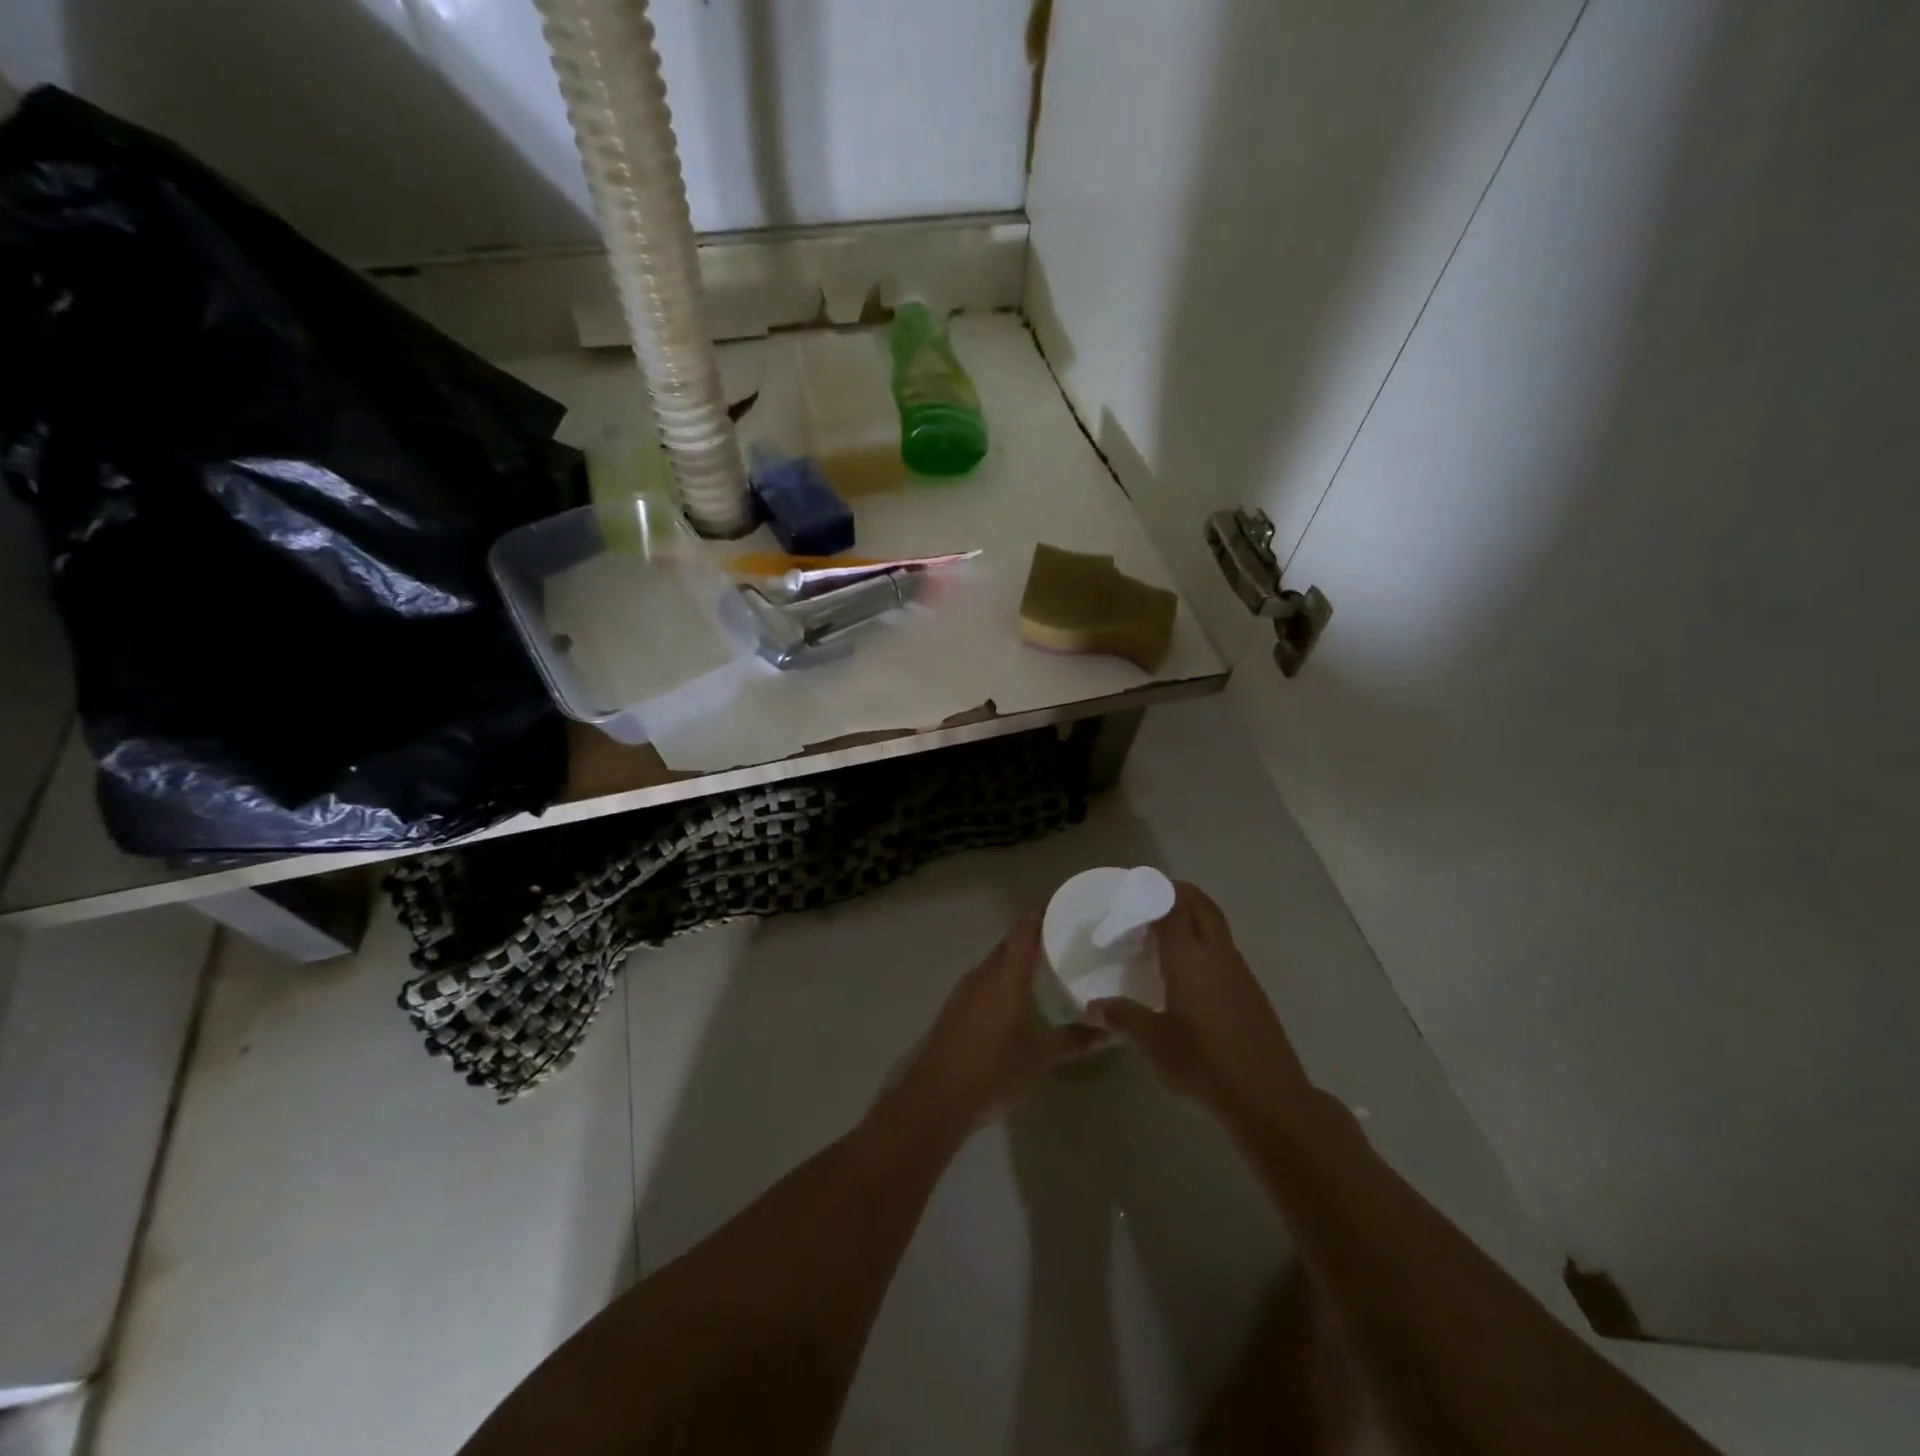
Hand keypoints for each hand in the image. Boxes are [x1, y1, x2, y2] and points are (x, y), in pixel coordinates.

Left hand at [882, 917, 1107, 1139]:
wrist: (935, 1100)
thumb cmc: (993, 1071)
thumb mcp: (1040, 1058)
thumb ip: (1073, 1041)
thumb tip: (1108, 1031)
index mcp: (1005, 975)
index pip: (1025, 929)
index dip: (1043, 913)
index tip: (1066, 907)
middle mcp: (983, 975)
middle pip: (1010, 945)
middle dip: (1034, 939)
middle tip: (1065, 943)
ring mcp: (964, 992)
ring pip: (995, 964)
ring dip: (1016, 963)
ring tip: (1046, 970)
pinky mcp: (954, 1010)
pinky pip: (983, 983)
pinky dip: (1002, 982)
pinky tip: (1017, 1001)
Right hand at [1086, 882, 1314, 1130]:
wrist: (1268, 1095)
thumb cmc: (1204, 1062)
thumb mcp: (1154, 1041)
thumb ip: (1122, 1017)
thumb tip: (1091, 1007)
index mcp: (1189, 957)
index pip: (1171, 907)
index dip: (1152, 892)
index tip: (1130, 891)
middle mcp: (1215, 953)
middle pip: (1200, 904)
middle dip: (1177, 892)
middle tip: (1148, 899)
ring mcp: (1238, 969)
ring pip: (1215, 924)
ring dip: (1193, 916)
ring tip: (1163, 931)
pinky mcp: (1250, 988)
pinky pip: (1223, 948)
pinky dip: (1204, 941)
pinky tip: (1187, 970)